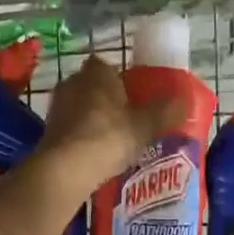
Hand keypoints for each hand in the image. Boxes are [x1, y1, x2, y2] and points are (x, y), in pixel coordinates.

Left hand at [36, 54, 185, 194]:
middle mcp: (72, 82)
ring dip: (91, 118)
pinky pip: (70, 128)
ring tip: (111, 138)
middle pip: (92, 86)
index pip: (106, 65)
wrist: (65, 169)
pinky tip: (93, 153)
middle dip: (105, 98)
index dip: (119, 78)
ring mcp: (56, 107)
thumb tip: (185, 101)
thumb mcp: (145, 126)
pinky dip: (80, 136)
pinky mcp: (48, 131)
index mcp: (97, 73)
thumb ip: (165, 112)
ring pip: (79, 107)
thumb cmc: (108, 137)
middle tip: (125, 117)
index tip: (132, 94)